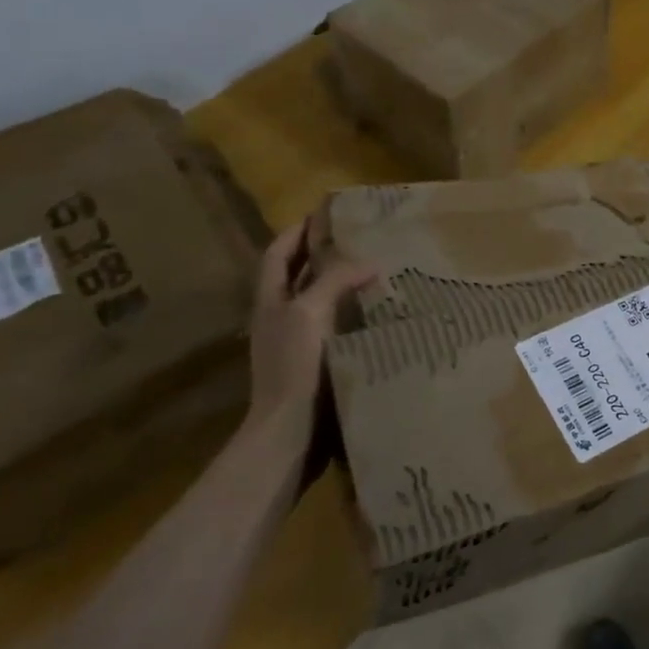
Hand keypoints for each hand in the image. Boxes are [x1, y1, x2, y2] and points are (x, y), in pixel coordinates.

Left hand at [245, 220, 375, 433]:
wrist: (289, 434)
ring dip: (341, 285)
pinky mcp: (315, 366)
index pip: (278, 254)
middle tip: (359, 239)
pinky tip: (377, 314)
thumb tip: (368, 262)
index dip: (296, 232)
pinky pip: (335, 328)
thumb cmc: (294, 368)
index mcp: (271, 301)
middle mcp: (280, 318)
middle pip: (298, 276)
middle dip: (322, 255)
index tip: (323, 214)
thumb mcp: (310, 314)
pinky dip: (352, 315)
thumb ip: (335, 281)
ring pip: (318, 302)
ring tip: (375, 271)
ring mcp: (296, 344)